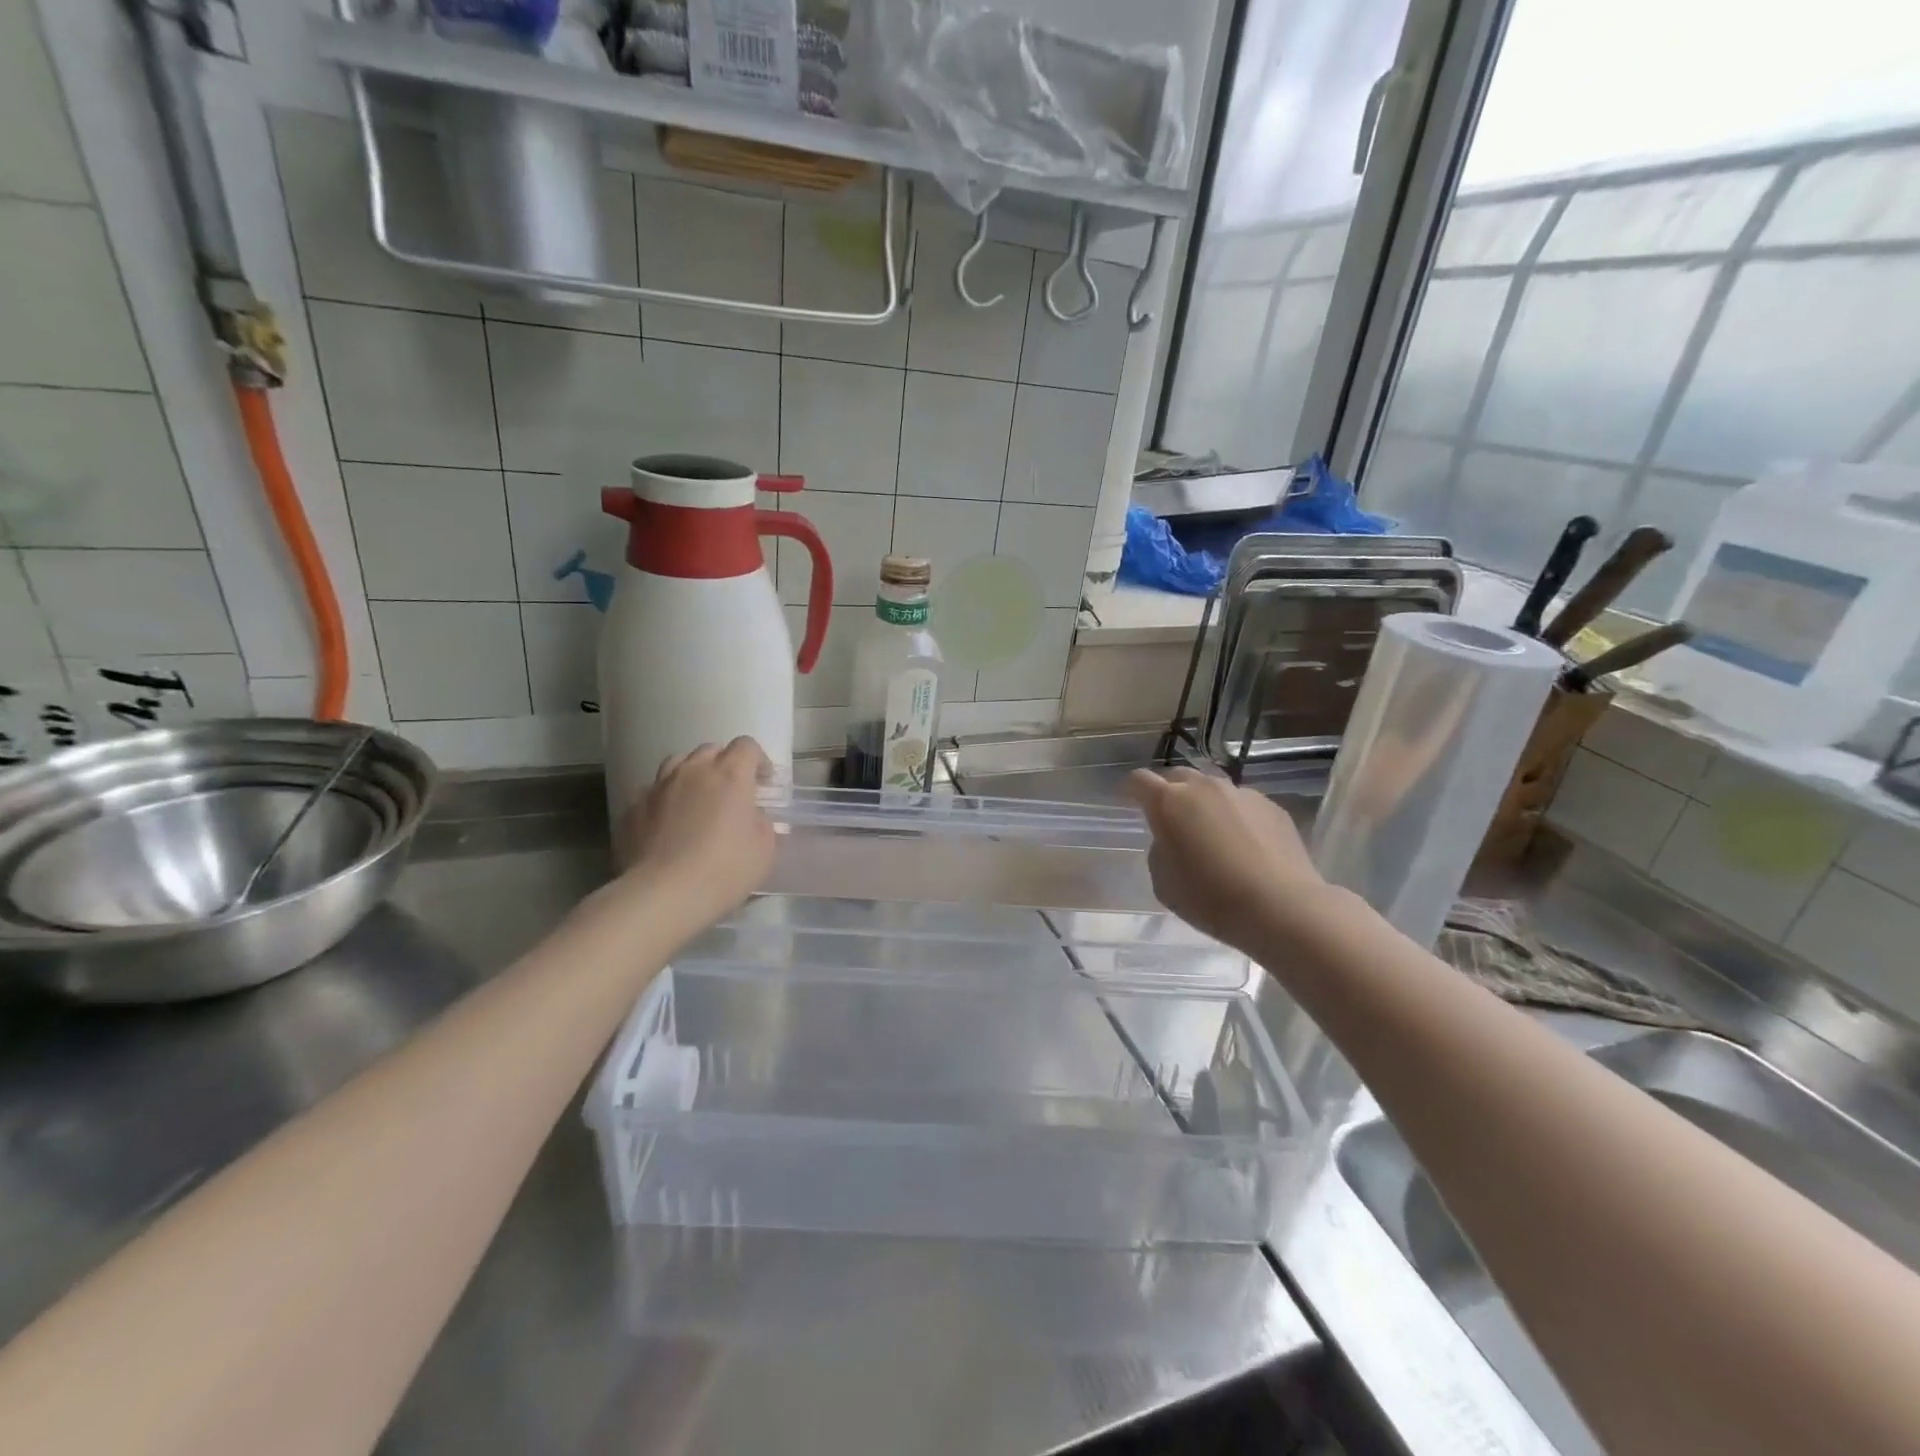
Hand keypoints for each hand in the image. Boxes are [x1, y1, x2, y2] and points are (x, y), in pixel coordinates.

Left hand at [618, 738, 774, 924]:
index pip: (746, 746)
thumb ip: (762, 824)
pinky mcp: (633, 808)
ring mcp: (658, 787)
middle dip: (724, 764)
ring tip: (696, 799)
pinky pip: (652, 791)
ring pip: (677, 763)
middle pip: (710, 750)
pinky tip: (667, 823)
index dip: (758, 760)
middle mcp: (693, 771)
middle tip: (731, 792)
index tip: (763, 783)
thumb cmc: (724, 870)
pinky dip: (665, 799)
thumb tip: (753, 817)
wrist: (663, 894)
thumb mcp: (764, 850)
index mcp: (730, 775)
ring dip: (691, 774)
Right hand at [1125, 768, 1325, 948]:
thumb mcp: (1163, 883)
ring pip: (1213, 789)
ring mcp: (1242, 794)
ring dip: (1203, 804)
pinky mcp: (1272, 807)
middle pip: (1178, 776)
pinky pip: (1242, 805)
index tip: (1126, 800)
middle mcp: (1204, 787)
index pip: (1139, 781)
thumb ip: (1160, 851)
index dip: (1129, 790)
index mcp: (1170, 802)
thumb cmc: (1212, 898)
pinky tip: (1242, 845)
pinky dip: (1234, 817)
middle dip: (1168, 792)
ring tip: (1208, 832)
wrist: (1282, 908)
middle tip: (1169, 818)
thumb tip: (1172, 840)